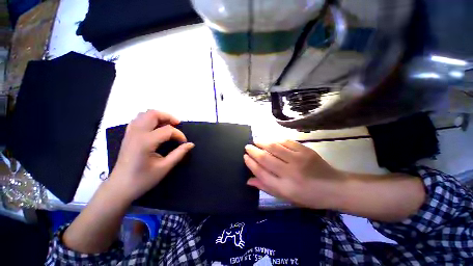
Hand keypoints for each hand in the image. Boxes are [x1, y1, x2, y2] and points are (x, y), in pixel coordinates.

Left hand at [107, 110, 194, 202]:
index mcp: (145, 142)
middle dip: (168, 117)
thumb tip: (190, 144)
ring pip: (144, 114)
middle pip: (153, 114)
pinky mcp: (128, 136)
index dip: (179, 135)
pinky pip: (138, 120)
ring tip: (168, 125)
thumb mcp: (164, 167)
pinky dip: (149, 120)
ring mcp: (130, 133)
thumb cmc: (143, 179)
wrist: (120, 187)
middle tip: (177, 125)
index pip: (167, 130)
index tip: (184, 143)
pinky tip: (155, 128)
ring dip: (159, 117)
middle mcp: (137, 133)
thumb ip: (179, 154)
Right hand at [244, 140, 345, 209]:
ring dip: (262, 142)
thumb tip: (248, 180)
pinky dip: (276, 140)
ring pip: (274, 147)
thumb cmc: (308, 196)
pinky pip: (286, 142)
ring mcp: (299, 159)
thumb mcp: (286, 197)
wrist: (334, 188)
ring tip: (256, 140)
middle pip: (265, 158)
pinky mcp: (306, 151)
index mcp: (284, 187)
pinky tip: (271, 140)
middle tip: (247, 146)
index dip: (251, 163)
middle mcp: (290, 173)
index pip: (261, 172)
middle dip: (253, 150)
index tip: (245, 156)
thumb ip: (266, 187)